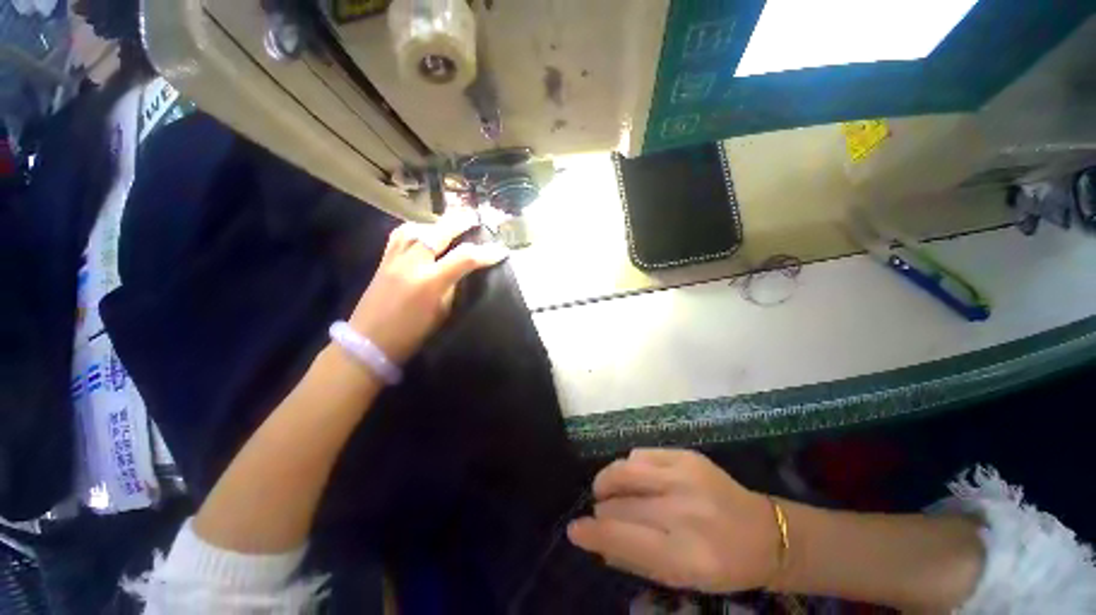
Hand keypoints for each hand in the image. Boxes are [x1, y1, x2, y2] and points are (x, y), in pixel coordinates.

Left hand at [348, 207, 507, 364]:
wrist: (369, 342)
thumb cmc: (412, 334)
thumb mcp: (442, 313)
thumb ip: (453, 287)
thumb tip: (462, 272)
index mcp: (431, 281)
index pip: (465, 258)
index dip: (486, 253)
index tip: (501, 251)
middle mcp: (412, 264)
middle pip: (438, 233)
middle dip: (460, 222)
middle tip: (475, 217)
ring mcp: (394, 259)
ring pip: (416, 229)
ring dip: (436, 223)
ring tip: (448, 225)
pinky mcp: (383, 260)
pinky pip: (400, 235)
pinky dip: (415, 229)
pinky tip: (422, 233)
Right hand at [567, 448, 779, 592]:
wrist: (765, 533)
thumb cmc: (722, 566)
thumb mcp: (681, 578)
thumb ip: (635, 559)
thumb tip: (597, 540)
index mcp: (685, 554)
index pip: (622, 537)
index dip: (591, 532)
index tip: (574, 530)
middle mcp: (683, 510)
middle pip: (619, 503)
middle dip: (603, 509)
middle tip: (604, 513)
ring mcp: (685, 476)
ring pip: (624, 469)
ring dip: (609, 481)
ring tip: (610, 490)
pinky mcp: (687, 456)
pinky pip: (640, 454)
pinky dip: (630, 467)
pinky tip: (637, 478)